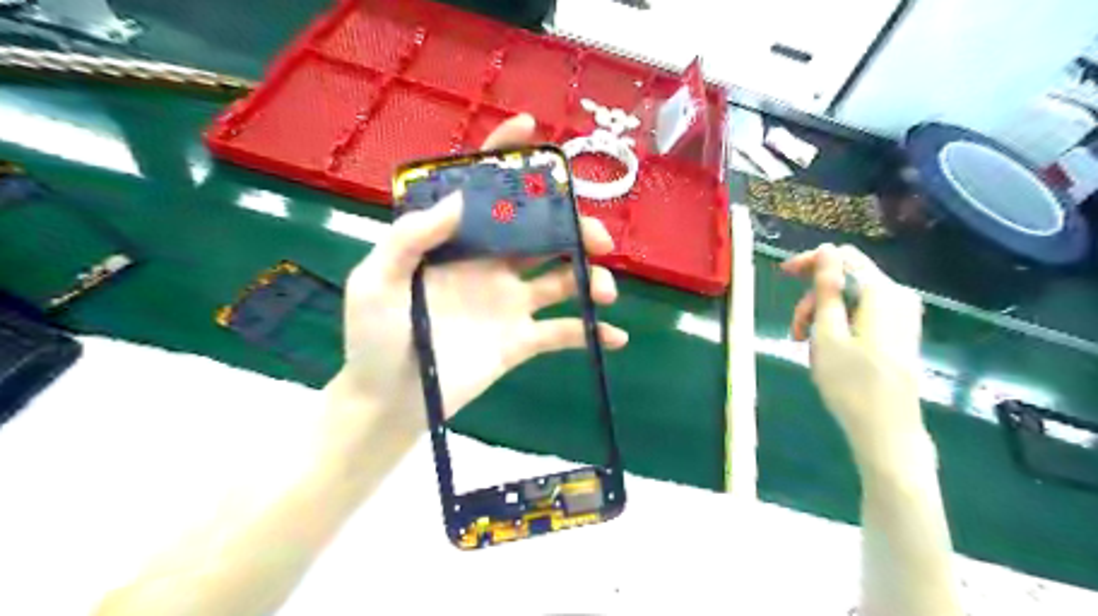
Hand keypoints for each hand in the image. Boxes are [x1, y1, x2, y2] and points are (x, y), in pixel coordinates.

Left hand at [325, 115, 626, 432]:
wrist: (390, 401)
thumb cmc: (374, 338)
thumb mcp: (375, 281)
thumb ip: (410, 238)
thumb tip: (460, 198)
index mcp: (456, 244)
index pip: (483, 191)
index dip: (505, 157)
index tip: (532, 130)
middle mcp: (489, 265)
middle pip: (541, 233)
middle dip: (574, 227)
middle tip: (598, 238)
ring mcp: (509, 303)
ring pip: (561, 278)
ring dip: (590, 278)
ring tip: (603, 290)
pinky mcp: (520, 340)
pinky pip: (564, 332)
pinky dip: (591, 333)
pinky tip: (616, 336)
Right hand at [781, 243, 924, 453]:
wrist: (887, 431)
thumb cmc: (851, 383)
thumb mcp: (827, 333)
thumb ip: (827, 288)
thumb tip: (826, 250)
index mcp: (882, 293)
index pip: (844, 257)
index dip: (811, 262)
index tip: (783, 276)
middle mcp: (898, 297)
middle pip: (847, 279)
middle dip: (814, 298)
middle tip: (795, 331)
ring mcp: (902, 316)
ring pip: (851, 299)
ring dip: (823, 315)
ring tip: (805, 344)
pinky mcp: (899, 333)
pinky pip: (863, 314)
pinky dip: (839, 324)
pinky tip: (826, 349)